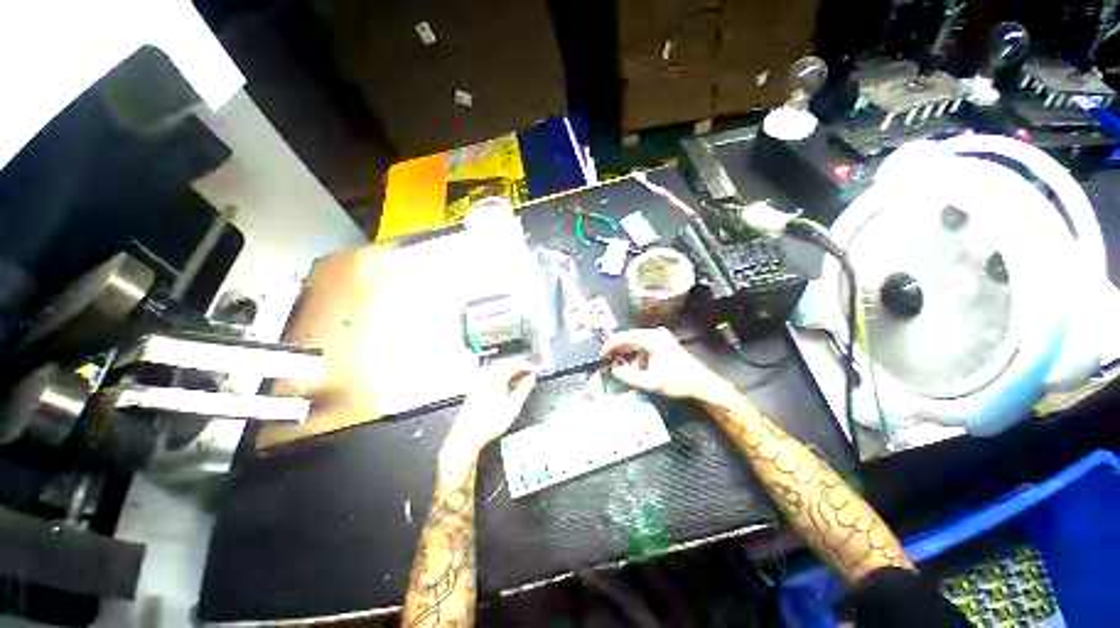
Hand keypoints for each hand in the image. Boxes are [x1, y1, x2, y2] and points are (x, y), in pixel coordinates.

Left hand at [442, 360, 536, 459]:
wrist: (467, 436)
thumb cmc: (490, 423)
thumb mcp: (513, 407)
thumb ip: (523, 390)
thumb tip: (531, 379)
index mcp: (497, 377)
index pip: (516, 364)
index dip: (527, 366)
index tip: (534, 370)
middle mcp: (487, 375)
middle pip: (506, 365)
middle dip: (519, 370)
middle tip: (529, 377)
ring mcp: (479, 381)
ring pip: (498, 371)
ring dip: (510, 374)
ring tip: (519, 383)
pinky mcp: (474, 387)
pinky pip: (491, 377)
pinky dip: (500, 379)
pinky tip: (504, 388)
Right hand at [601, 328, 724, 400]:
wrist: (703, 383)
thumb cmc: (677, 381)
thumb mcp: (650, 381)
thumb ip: (628, 376)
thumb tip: (614, 369)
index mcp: (652, 338)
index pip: (625, 337)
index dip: (611, 345)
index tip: (601, 355)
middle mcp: (656, 333)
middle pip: (630, 338)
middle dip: (618, 349)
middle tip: (606, 359)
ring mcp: (661, 338)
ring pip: (637, 343)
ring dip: (628, 354)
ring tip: (619, 366)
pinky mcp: (664, 344)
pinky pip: (644, 347)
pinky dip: (637, 356)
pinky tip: (635, 369)